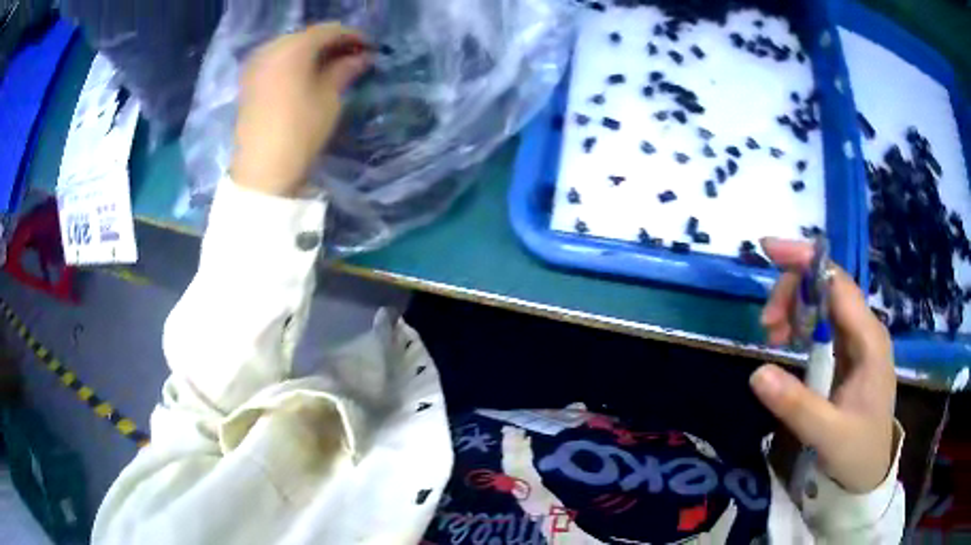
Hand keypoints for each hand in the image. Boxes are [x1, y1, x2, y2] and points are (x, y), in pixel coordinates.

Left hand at [230, 23, 370, 196]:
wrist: (261, 170)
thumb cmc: (300, 130)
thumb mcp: (329, 98)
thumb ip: (345, 70)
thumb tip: (362, 57)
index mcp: (292, 48)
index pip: (328, 31)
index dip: (352, 36)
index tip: (370, 47)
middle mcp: (271, 48)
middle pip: (307, 37)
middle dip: (331, 44)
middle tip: (353, 56)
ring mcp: (256, 65)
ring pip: (291, 48)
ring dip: (312, 53)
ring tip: (333, 67)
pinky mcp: (248, 81)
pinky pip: (277, 61)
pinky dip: (295, 63)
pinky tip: (308, 75)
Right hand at [752, 238, 896, 492]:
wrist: (870, 471)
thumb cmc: (857, 452)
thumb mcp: (828, 435)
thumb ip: (797, 404)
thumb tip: (757, 371)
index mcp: (869, 339)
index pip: (837, 283)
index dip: (805, 261)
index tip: (768, 250)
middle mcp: (865, 329)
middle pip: (827, 286)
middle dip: (793, 293)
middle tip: (766, 328)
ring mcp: (857, 340)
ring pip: (823, 301)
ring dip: (794, 307)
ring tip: (772, 337)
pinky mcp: (849, 352)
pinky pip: (822, 322)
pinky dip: (800, 323)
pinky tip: (787, 340)